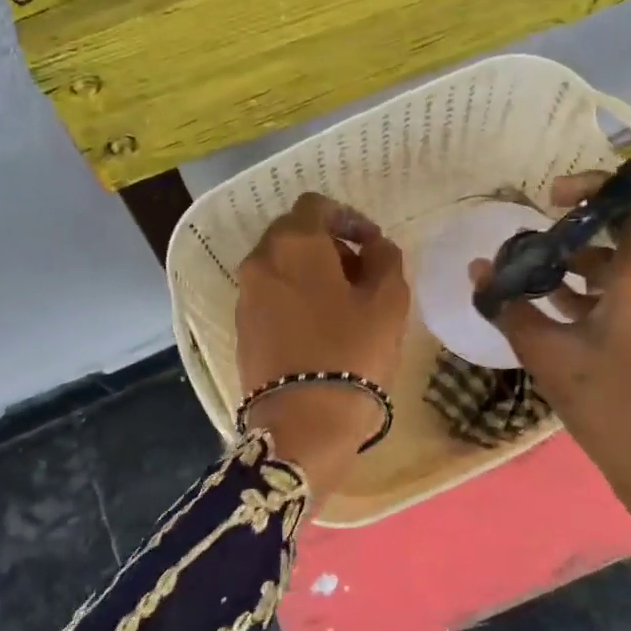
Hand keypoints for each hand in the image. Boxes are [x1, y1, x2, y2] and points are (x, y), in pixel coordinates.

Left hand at [235, 194, 410, 489]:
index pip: (316, 206)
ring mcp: (245, 297)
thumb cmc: (351, 353)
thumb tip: (374, 246)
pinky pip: (270, 296)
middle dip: (329, 245)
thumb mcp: (388, 301)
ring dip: (311, 272)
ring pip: (280, 266)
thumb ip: (385, 258)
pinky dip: (294, 297)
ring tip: (344, 304)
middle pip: (293, 234)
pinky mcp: (242, 329)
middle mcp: (260, 262)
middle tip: (361, 273)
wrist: (303, 424)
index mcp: (293, 244)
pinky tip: (320, 328)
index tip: (372, 244)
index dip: (349, 218)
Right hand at [470, 174, 630, 509]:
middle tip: (533, 260)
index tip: (548, 202)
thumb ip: (511, 305)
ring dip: (591, 271)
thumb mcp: (550, 354)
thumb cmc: (610, 407)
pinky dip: (615, 292)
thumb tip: (479, 270)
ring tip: (544, 293)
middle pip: (626, 234)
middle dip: (576, 241)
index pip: (628, 199)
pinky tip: (575, 317)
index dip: (587, 189)